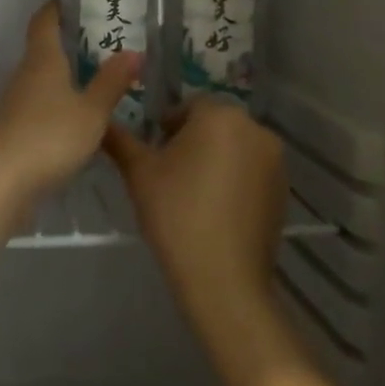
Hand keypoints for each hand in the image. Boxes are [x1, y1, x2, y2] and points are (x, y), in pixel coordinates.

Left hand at [0, 1, 140, 213]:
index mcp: (43, 60)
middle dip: (68, 44)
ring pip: (41, 79)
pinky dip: (57, 103)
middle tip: (102, 44)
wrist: (1, 182)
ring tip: (96, 81)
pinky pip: (38, 105)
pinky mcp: (12, 130)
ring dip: (64, 77)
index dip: (56, 8)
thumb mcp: (92, 111)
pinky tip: (77, 119)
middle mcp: (24, 74)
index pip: (44, 21)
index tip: (74, 1)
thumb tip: (133, 51)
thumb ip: (112, 82)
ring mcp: (14, 103)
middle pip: (43, 49)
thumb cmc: (50, 137)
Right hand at [103, 97, 287, 332]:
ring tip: (192, 192)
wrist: (224, 280)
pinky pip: (251, 171)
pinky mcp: (284, 190)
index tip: (154, 153)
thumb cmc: (177, 215)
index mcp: (220, 116)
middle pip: (214, 124)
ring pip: (234, 147)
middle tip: (169, 173)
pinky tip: (216, 209)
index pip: (188, 106)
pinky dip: (234, 179)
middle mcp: (255, 129)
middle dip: (192, 140)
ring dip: (214, 158)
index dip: (166, 127)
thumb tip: (101, 121)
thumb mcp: (138, 173)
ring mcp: (275, 161)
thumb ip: (119, 140)